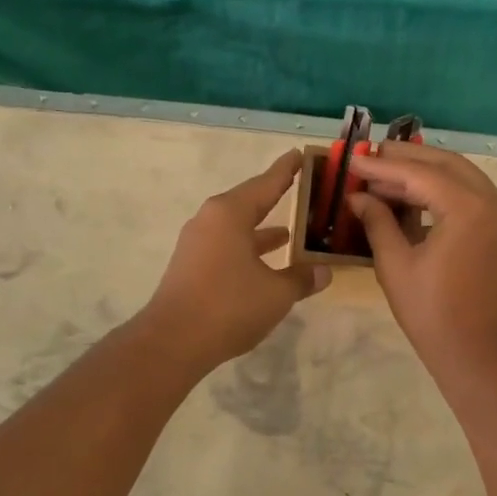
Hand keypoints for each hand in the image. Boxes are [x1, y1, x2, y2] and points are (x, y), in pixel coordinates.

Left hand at [140, 151, 331, 370]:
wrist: (173, 341)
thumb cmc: (229, 306)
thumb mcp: (276, 293)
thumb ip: (301, 278)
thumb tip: (323, 272)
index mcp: (230, 213)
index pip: (266, 183)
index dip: (286, 170)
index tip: (300, 154)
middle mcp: (210, 220)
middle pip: (249, 202)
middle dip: (275, 199)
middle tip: (300, 189)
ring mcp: (197, 243)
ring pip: (237, 227)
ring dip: (262, 230)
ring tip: (290, 232)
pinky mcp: (191, 265)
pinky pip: (227, 246)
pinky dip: (248, 249)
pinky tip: (264, 263)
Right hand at [348, 145, 496, 381]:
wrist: (480, 355)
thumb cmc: (432, 313)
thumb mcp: (395, 265)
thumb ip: (378, 222)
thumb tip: (357, 196)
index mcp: (469, 209)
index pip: (420, 174)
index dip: (382, 167)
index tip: (353, 161)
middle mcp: (494, 202)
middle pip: (446, 164)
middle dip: (407, 157)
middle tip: (370, 154)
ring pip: (461, 176)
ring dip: (425, 171)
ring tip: (385, 172)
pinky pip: (471, 195)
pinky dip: (442, 189)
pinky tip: (412, 195)